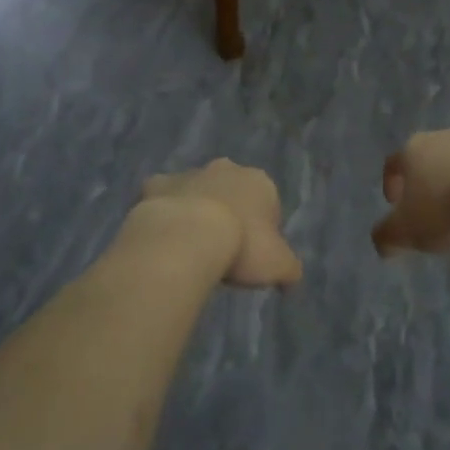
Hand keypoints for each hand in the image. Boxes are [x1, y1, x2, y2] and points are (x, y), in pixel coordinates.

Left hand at [137, 159, 302, 287]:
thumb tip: (291, 280)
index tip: (253, 256)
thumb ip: (290, 269)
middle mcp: (226, 169)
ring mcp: (190, 174)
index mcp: (260, 182)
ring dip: (196, 210)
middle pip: (232, 191)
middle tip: (223, 248)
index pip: (268, 204)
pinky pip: (162, 195)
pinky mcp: (158, 184)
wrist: (187, 236)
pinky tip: (162, 236)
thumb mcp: (280, 266)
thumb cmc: (242, 246)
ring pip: (197, 190)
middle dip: (229, 212)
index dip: (263, 231)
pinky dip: (163, 209)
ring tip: (191, 247)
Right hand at [372, 127, 449, 254]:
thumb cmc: (446, 208)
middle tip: (427, 210)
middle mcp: (443, 137)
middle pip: (427, 159)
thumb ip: (386, 236)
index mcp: (413, 149)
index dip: (390, 183)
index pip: (393, 163)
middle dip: (425, 183)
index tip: (394, 205)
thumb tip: (382, 242)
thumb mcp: (406, 231)